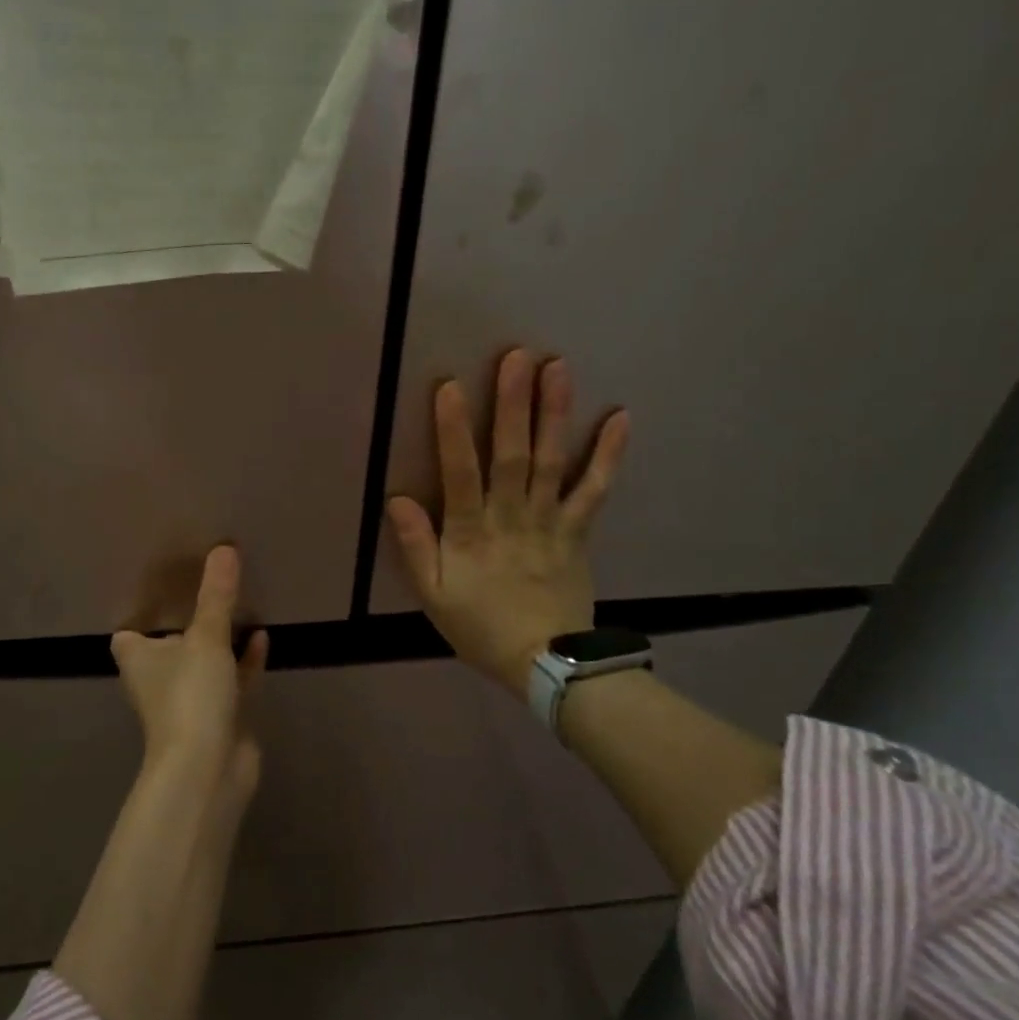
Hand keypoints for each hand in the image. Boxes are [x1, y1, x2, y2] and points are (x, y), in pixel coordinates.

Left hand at [111, 545, 268, 801]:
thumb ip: (217, 596)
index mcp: (139, 660)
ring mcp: (190, 700)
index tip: (161, 590)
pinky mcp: (219, 717)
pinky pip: (232, 680)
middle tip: (208, 588)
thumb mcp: (206, 639)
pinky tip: (262, 638)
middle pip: (169, 645)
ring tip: (240, 607)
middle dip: (186, 623)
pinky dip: (244, 662)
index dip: (140, 616)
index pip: (128, 635)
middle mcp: (159, 679)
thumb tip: (224, 548)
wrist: (208, 770)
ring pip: (204, 662)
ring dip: (219, 641)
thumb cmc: (190, 697)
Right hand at [387, 349, 628, 697]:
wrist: (546, 663)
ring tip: (558, 368)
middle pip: (512, 456)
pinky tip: (620, 419)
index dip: (454, 431)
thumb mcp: (433, 597)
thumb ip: (415, 547)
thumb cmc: (479, 627)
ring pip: (552, 462)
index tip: (451, 387)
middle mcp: (511, 517)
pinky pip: (595, 490)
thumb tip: (397, 498)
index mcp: (470, 533)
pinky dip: (609, 456)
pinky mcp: (578, 531)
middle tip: (517, 356)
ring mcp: (550, 522)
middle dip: (513, 405)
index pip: (460, 474)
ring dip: (555, 414)